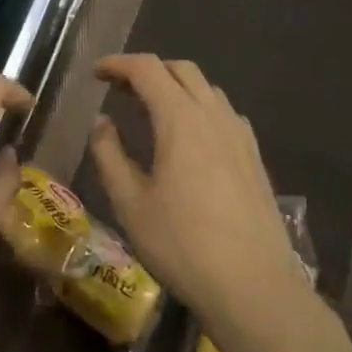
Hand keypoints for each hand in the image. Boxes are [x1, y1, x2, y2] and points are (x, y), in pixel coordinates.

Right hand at [88, 54, 313, 332]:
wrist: (254, 287)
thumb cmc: (182, 245)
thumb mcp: (130, 203)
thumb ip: (110, 155)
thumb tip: (103, 123)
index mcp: (180, 120)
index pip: (147, 69)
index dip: (118, 64)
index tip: (96, 74)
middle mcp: (214, 116)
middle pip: (181, 70)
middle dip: (148, 70)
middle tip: (120, 89)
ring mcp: (240, 136)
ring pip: (207, 89)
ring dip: (175, 87)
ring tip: (151, 110)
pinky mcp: (255, 158)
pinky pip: (224, 113)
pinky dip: (200, 108)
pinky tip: (190, 137)